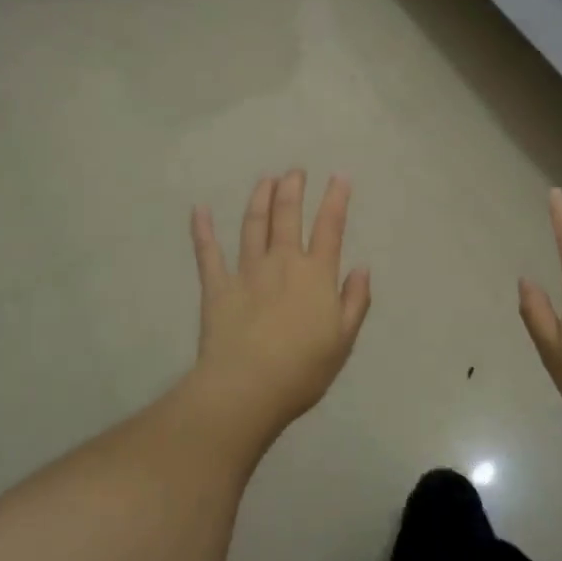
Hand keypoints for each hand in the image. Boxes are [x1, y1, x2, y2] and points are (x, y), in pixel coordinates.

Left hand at [190, 171, 372, 430]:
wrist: (247, 388)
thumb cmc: (303, 369)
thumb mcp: (343, 340)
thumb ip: (354, 301)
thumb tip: (361, 268)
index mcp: (316, 275)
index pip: (330, 227)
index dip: (336, 199)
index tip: (340, 176)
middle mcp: (282, 262)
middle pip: (287, 215)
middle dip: (292, 188)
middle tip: (294, 171)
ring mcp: (247, 271)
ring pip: (253, 225)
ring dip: (260, 199)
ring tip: (265, 180)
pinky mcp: (217, 286)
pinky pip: (208, 253)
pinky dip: (203, 230)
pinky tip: (200, 210)